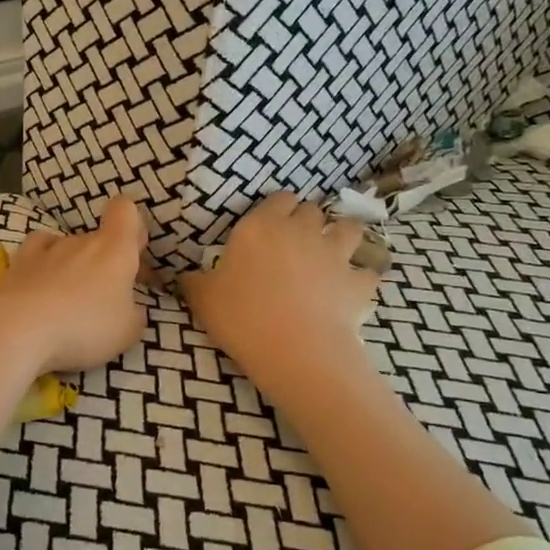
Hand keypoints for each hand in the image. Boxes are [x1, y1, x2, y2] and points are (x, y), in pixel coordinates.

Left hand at [0, 196, 149, 375]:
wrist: (17, 329)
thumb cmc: (84, 327)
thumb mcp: (127, 332)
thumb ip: (133, 314)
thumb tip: (128, 309)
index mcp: (114, 249)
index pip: (125, 210)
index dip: (132, 225)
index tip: (134, 253)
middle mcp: (81, 241)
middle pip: (97, 239)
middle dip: (105, 262)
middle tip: (107, 297)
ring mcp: (46, 250)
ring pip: (67, 247)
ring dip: (73, 266)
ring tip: (69, 298)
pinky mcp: (17, 265)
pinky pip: (36, 255)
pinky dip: (41, 266)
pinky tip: (41, 286)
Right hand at [179, 193, 379, 390]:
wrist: (295, 350)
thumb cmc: (242, 318)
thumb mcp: (203, 299)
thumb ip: (194, 281)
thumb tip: (181, 275)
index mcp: (261, 226)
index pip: (278, 198)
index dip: (277, 209)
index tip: (270, 225)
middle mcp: (301, 230)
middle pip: (312, 210)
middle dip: (308, 221)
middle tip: (296, 243)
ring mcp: (335, 253)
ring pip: (349, 229)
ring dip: (342, 237)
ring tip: (332, 255)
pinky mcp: (359, 282)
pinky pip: (368, 273)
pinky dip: (361, 279)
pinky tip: (352, 291)